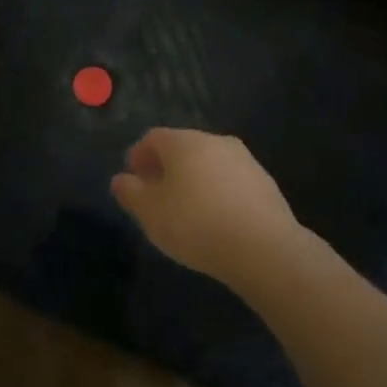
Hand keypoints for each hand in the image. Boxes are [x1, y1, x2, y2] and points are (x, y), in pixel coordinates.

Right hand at [111, 129, 301, 288]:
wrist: (264, 249)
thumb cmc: (195, 224)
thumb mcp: (150, 212)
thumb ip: (130, 192)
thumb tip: (121, 179)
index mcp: (184, 142)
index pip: (153, 137)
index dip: (138, 155)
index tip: (132, 178)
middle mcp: (216, 141)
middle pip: (183, 147)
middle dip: (166, 167)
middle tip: (156, 194)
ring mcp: (245, 161)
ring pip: (209, 163)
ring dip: (193, 179)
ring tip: (185, 209)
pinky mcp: (266, 183)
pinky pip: (230, 181)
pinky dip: (216, 192)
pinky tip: (214, 218)